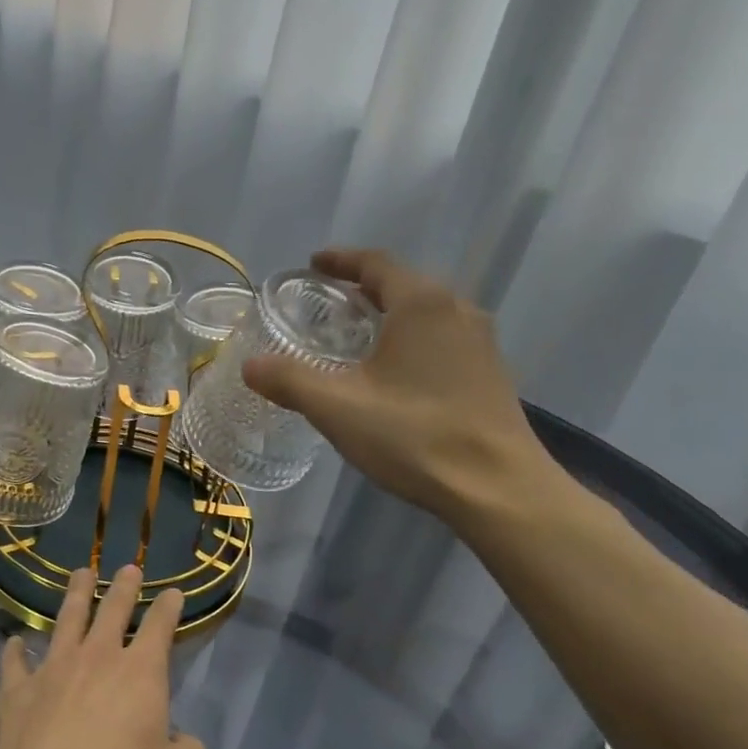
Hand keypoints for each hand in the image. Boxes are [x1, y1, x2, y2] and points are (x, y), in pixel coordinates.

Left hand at [0, 566, 209, 748]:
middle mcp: (97, 656)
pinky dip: (15, 650)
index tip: (173, 592)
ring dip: (76, 595)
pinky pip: (16, 662)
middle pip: (112, 609)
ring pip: (67, 619)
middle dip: (124, 586)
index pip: (160, 625)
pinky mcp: (18, 689)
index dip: (169, 606)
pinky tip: (14, 641)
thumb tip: (183, 742)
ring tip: (81, 574)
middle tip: (128, 567)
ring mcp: (54, 667)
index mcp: (141, 671)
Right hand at [242, 249, 555, 519]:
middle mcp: (457, 310)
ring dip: (389, 315)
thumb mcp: (338, 407)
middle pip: (404, 284)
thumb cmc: (414, 435)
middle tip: (326, 303)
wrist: (498, 488)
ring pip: (426, 313)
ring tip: (355, 335)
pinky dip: (410, 339)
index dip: (341, 260)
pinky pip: (442, 338)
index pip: (376, 263)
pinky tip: (393, 372)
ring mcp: (480, 342)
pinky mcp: (490, 373)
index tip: (312, 263)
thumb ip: (289, 381)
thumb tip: (250, 365)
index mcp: (421, 304)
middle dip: (363, 288)